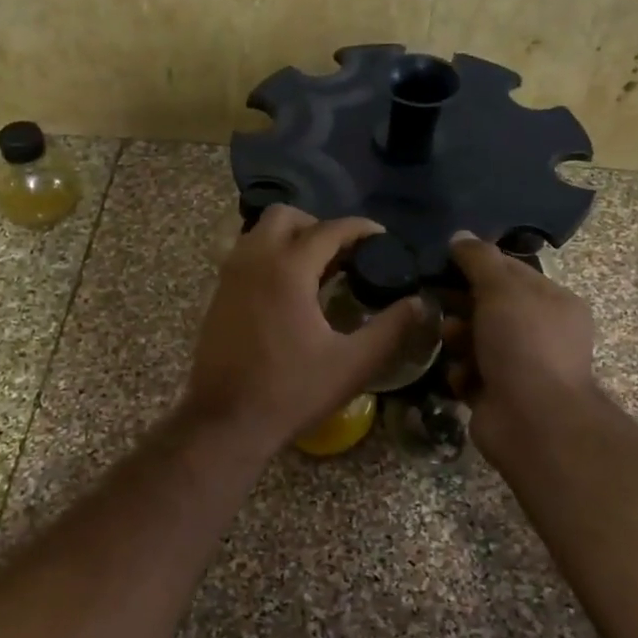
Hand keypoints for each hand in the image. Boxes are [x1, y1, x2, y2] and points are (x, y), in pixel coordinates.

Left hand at [181, 207, 425, 452]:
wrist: (225, 421)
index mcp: (288, 269)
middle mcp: (254, 260)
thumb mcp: (352, 364)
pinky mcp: (218, 294)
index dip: (360, 229)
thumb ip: (391, 329)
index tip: (381, 239)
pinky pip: (245, 255)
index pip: (329, 229)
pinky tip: (288, 291)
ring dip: (289, 238)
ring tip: (317, 269)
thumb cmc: (291, 392)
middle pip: (285, 216)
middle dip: (317, 225)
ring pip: (259, 233)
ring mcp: (230, 276)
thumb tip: (420, 303)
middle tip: (343, 254)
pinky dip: (268, 256)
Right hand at [445, 233, 598, 460]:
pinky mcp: (497, 394)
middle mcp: (540, 332)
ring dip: (457, 338)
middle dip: (461, 304)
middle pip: (488, 306)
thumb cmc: (523, 344)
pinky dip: (460, 373)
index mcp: (553, 302)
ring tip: (449, 342)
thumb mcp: (501, 289)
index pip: (509, 271)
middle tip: (434, 300)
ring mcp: (519, 365)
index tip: (441, 262)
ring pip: (474, 340)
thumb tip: (459, 236)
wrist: (533, 421)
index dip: (476, 264)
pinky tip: (459, 376)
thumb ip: (479, 260)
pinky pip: (468, 373)